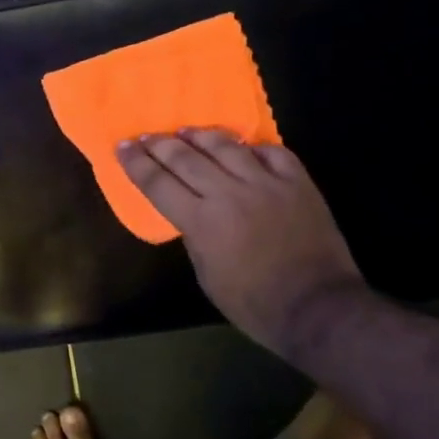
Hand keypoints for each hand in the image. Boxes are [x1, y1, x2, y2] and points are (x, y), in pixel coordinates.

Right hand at [118, 129, 362, 358]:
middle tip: (146, 136)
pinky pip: (271, 152)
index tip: (122, 147)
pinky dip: (252, 147)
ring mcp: (266, 183)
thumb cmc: (254, 304)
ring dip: (201, 136)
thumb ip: (195, 237)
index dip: (136, 163)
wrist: (317, 307)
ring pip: (226, 146)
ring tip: (186, 131)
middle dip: (160, 145)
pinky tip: (242, 146)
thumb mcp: (208, 276)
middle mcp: (228, 193)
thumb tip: (191, 212)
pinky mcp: (297, 182)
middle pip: (186, 158)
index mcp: (201, 221)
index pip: (158, 183)